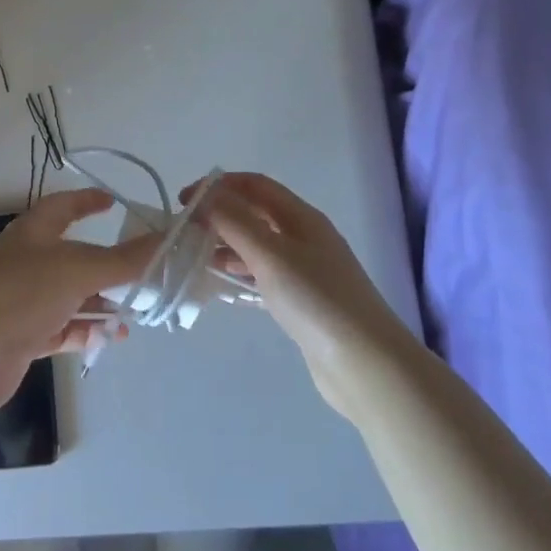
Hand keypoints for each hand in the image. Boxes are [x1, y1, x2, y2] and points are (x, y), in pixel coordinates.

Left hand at [0, 189, 149, 409]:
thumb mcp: (79, 270)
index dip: (87, 200)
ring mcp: (23, 299)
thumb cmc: (23, 293)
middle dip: (107, 265)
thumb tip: (166, 239)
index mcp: (33, 232)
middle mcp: (27, 260)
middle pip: (74, 256)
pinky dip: (85, 330)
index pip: (63, 205)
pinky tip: (108, 339)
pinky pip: (62, 327)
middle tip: (141, 272)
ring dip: (101, 303)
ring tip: (134, 315)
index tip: (113, 202)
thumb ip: (124, 259)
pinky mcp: (23, 335)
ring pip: (71, 295)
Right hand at [183, 172, 406, 414]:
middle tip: (186, 230)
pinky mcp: (302, 301)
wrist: (366, 365)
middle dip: (219, 214)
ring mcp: (305, 270)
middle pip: (255, 212)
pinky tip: (221, 285)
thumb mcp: (270, 255)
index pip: (254, 185)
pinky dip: (239, 272)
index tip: (184, 200)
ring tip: (195, 256)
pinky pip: (263, 274)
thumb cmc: (316, 301)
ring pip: (257, 245)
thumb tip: (206, 196)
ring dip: (226, 244)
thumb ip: (235, 221)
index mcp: (301, 217)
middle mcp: (304, 237)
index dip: (218, 186)